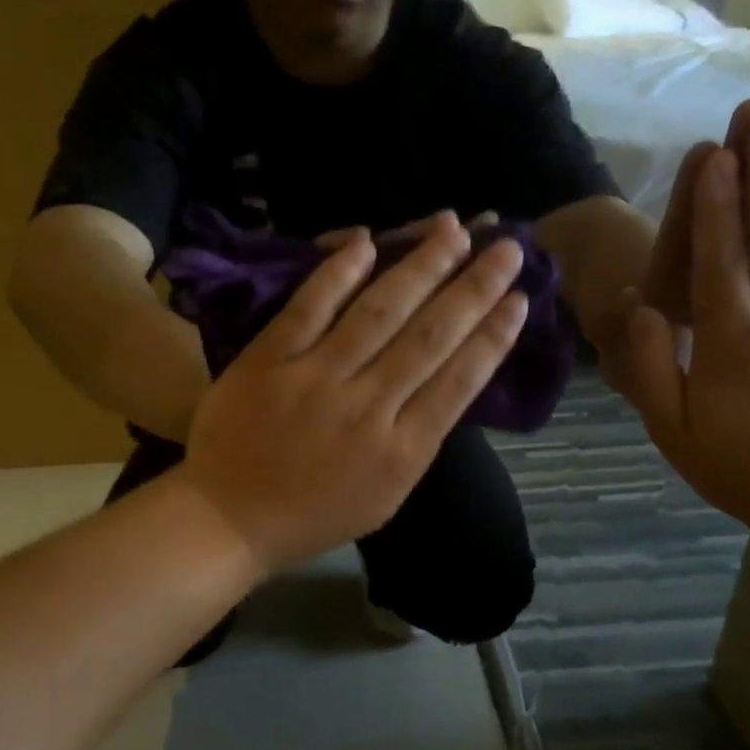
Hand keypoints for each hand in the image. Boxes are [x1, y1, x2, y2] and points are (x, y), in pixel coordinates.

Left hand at [182, 213, 527, 572]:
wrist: (229, 519)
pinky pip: (309, 308)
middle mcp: (367, 409)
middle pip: (430, 336)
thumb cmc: (312, 514)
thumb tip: (446, 380)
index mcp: (402, 452)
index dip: (493, 335)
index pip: (460, 380)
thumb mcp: (384, 495)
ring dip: (421, 266)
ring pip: (379, 312)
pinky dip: (339, 273)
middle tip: (507, 245)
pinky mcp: (269, 360)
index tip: (520, 297)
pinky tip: (369, 241)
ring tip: (454, 230)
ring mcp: (315, 380)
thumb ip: (416, 440)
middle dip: (475, 287)